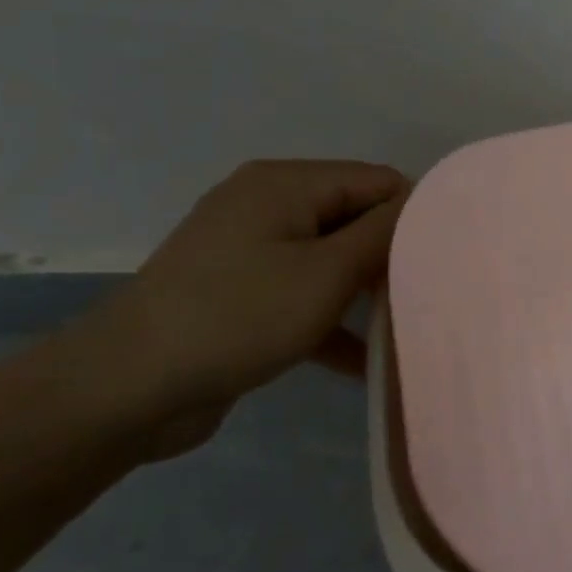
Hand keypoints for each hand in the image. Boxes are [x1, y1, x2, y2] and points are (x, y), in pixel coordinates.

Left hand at [71, 159, 409, 455]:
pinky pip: (303, 295)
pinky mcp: (240, 294)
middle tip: (433, 295)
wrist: (123, 390)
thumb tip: (427, 203)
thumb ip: (384, 234)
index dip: (416, 216)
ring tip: (409, 327)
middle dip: (394, 257)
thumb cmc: (237, 317)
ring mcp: (250, 251)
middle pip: (356, 219)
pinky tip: (366, 362)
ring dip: (367, 294)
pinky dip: (332, 322)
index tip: (448, 260)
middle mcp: (268, 206)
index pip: (378, 182)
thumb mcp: (327, 273)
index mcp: (286, 184)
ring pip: (333, 261)